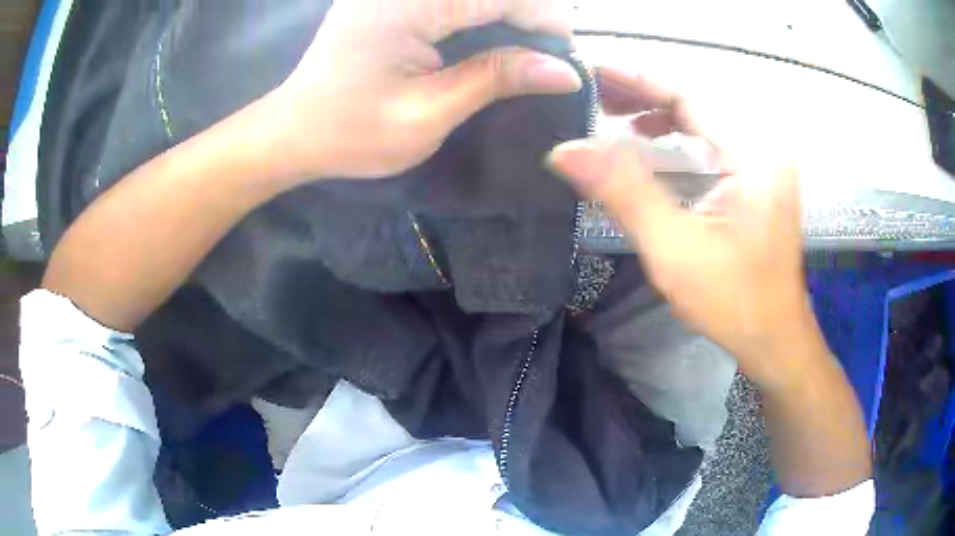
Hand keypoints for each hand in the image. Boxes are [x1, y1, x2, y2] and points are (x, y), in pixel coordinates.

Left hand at [271, 0, 581, 179]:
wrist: (295, 131)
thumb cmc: (351, 133)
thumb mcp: (427, 114)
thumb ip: (495, 80)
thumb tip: (563, 71)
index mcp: (403, 7)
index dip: (542, 17)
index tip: (565, 53)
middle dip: (526, 13)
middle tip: (547, 54)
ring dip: (505, 12)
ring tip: (526, 46)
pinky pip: (451, 0)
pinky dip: (479, 13)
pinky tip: (491, 34)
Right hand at [550, 67, 815, 387]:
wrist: (775, 336)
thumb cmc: (734, 301)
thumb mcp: (674, 249)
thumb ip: (623, 192)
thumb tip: (565, 150)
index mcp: (753, 154)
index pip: (689, 94)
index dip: (637, 79)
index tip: (592, 72)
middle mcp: (763, 146)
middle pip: (696, 99)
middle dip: (642, 92)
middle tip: (594, 94)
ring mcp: (763, 160)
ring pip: (703, 115)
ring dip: (657, 109)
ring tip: (613, 113)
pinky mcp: (758, 175)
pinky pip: (711, 136)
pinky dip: (676, 130)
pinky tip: (649, 138)